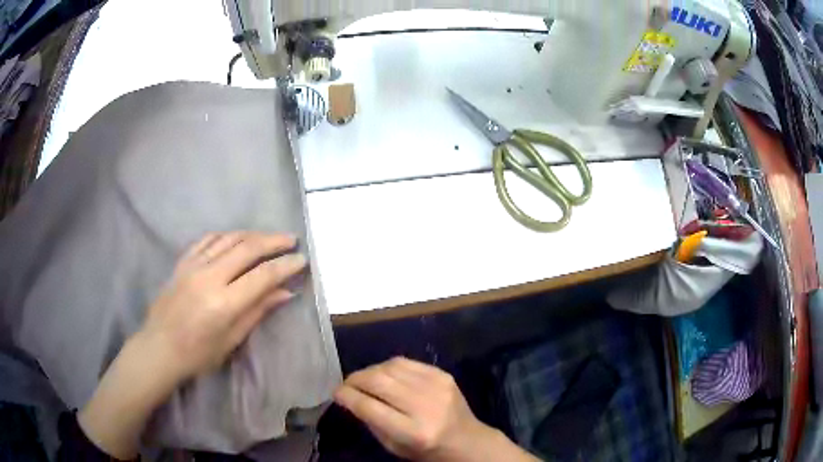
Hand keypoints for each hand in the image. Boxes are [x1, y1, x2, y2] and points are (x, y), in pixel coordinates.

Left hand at [138, 231, 305, 382]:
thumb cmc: (197, 354)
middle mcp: (209, 277)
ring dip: (252, 234)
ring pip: (228, 238)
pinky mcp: (182, 262)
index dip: (285, 265)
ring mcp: (193, 265)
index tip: (302, 259)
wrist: (158, 348)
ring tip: (268, 238)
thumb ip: (257, 311)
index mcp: (223, 303)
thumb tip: (285, 292)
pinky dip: (226, 235)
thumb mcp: (231, 340)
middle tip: (291, 240)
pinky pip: (207, 239)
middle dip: (273, 241)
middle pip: (247, 248)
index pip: (262, 276)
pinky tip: (236, 238)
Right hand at [334, 358, 538, 461]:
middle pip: (379, 382)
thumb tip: (350, 397)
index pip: (370, 407)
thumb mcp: (394, 446)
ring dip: (369, 371)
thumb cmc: (426, 450)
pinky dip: (388, 366)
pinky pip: (406, 362)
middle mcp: (426, 406)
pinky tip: (383, 374)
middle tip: (345, 385)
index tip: (336, 393)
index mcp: (413, 432)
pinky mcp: (443, 374)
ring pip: (390, 367)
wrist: (467, 440)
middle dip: (355, 380)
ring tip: (362, 379)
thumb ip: (371, 422)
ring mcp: (437, 386)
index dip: (348, 396)